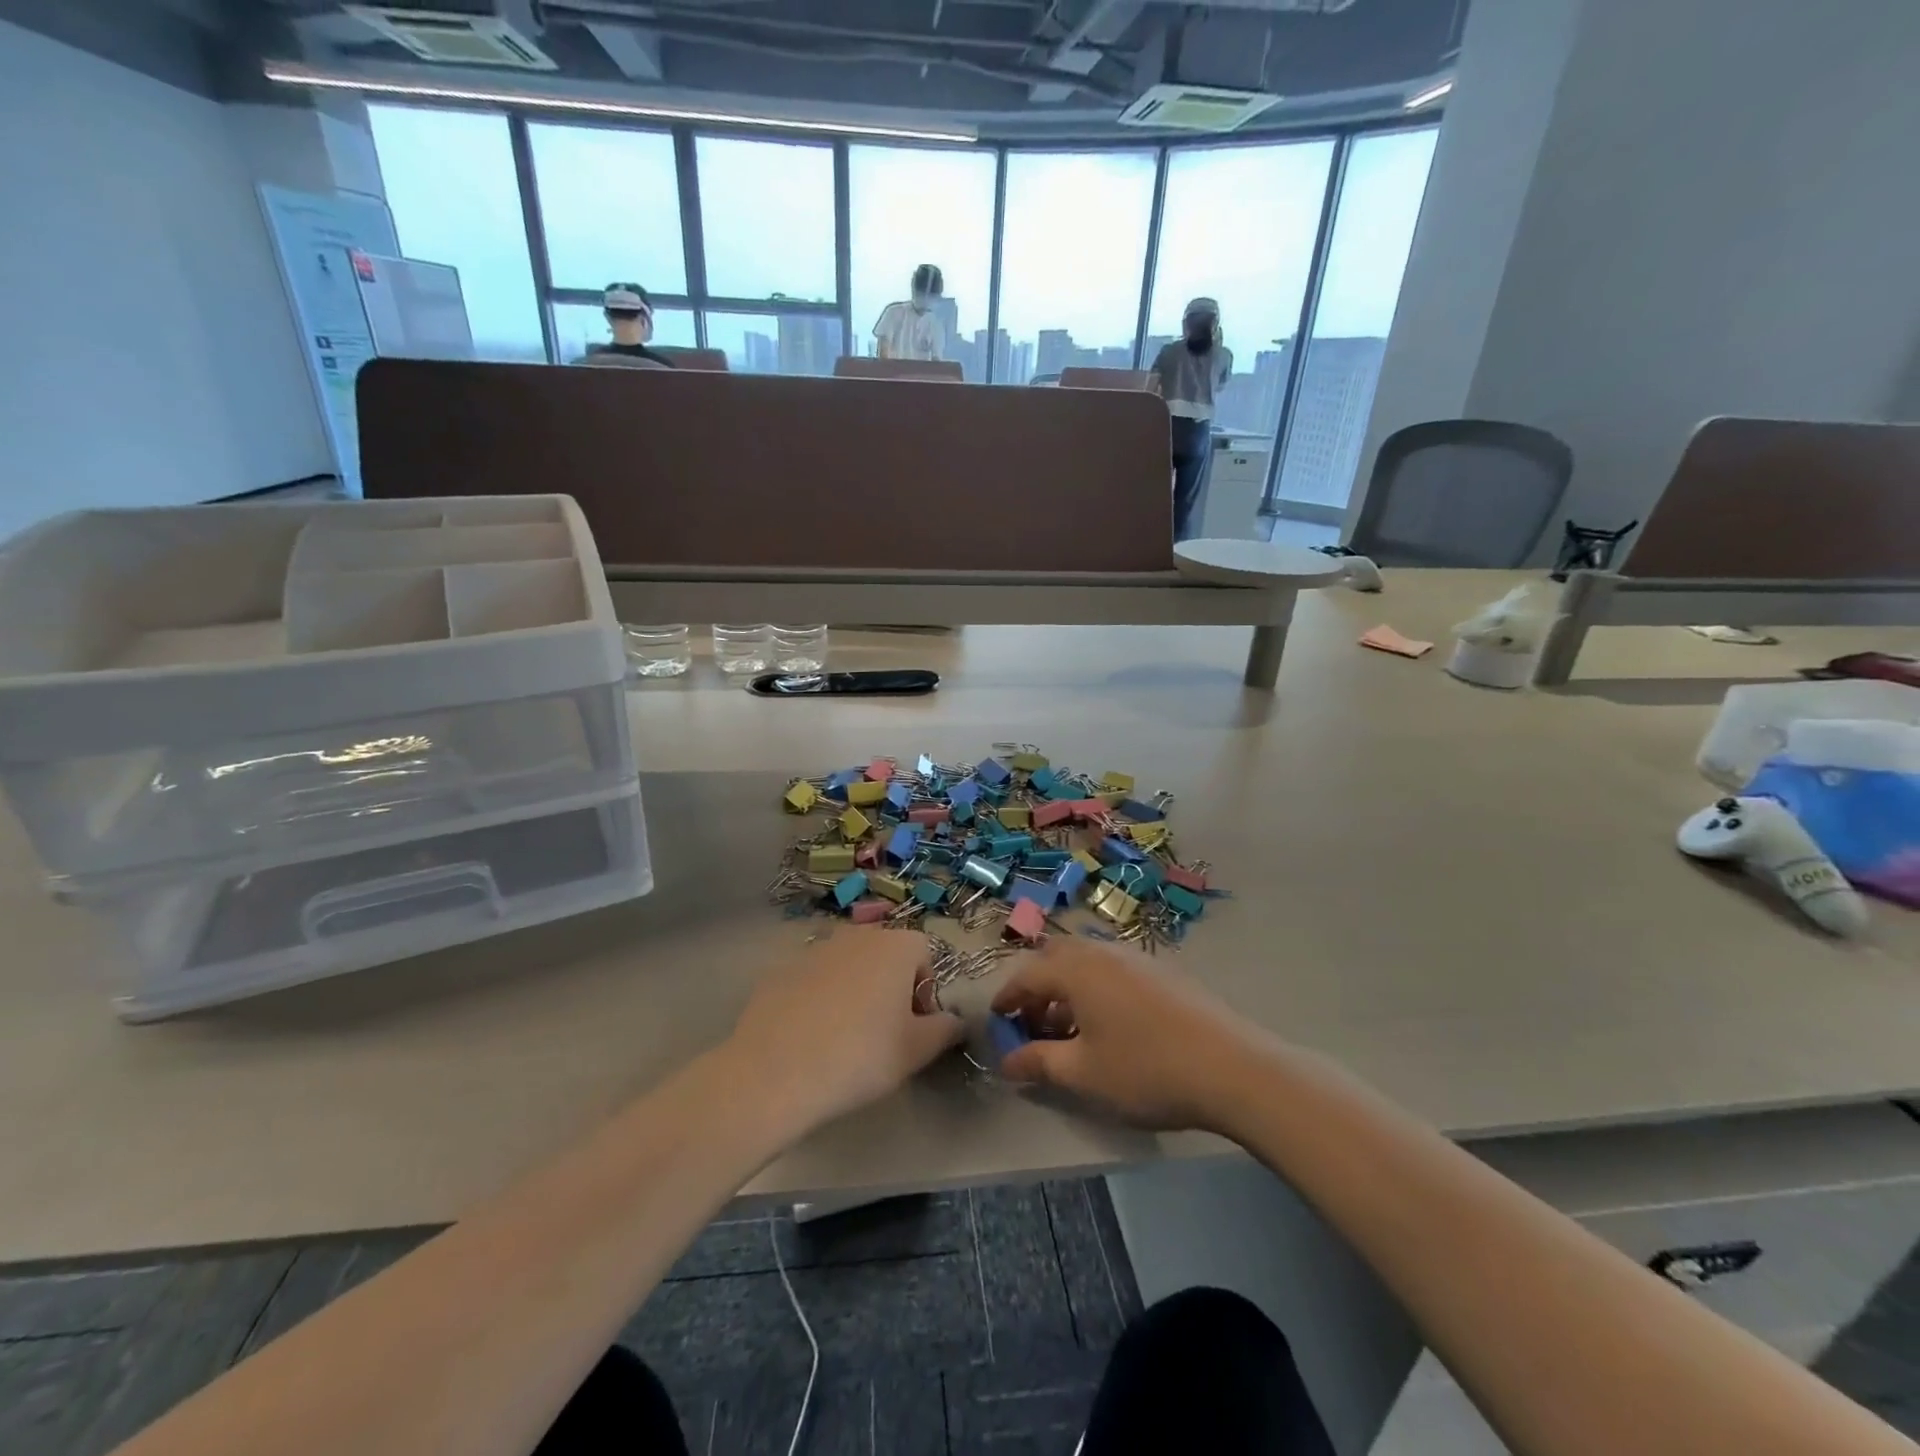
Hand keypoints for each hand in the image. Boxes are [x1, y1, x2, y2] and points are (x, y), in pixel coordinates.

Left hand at [727, 929, 963, 1134]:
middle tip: (883, 1034)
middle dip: (890, 987)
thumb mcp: (917, 1050)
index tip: (914, 1027)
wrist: (775, 1071)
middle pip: (885, 955)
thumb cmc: (861, 1056)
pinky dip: (819, 1000)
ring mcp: (815, 949)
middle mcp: (856, 935)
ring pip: (848, 966)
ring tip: (844, 1038)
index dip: (924, 991)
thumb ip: (946, 1029)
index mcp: (895, 945)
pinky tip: (810, 1038)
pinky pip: (814, 981)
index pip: (924, 954)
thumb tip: (954, 1021)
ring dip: (854, 991)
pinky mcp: (781, 970)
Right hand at [990, 940, 1267, 1131]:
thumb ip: (1039, 1063)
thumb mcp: (1083, 1073)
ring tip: (1071, 1029)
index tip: (998, 1020)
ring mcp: (1138, 958)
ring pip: (1089, 962)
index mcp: (1077, 969)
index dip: (1008, 997)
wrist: (1232, 1067)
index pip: (1028, 974)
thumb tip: (1007, 1062)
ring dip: (1069, 988)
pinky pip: (1115, 970)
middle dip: (1038, 986)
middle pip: (1057, 957)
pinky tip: (1111, 1025)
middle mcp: (1104, 952)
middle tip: (1034, 1022)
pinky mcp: (1165, 972)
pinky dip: (1098, 989)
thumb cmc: (1146, 1069)